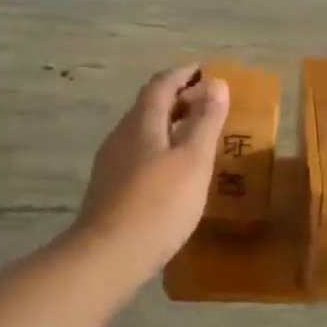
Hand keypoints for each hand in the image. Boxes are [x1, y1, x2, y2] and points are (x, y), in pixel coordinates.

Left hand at [74, 65, 229, 283]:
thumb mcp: (193, 160)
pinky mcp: (110, 188)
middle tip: (208, 103)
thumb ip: (206, 121)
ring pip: (143, 132)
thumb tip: (217, 83)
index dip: (184, 74)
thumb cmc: (159, 204)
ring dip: (169, 125)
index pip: (162, 84)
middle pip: (149, 106)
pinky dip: (160, 149)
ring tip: (196, 136)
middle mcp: (122, 136)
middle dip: (178, 99)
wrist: (109, 255)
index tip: (206, 71)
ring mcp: (112, 163)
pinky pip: (139, 155)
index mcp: (142, 123)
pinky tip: (173, 171)